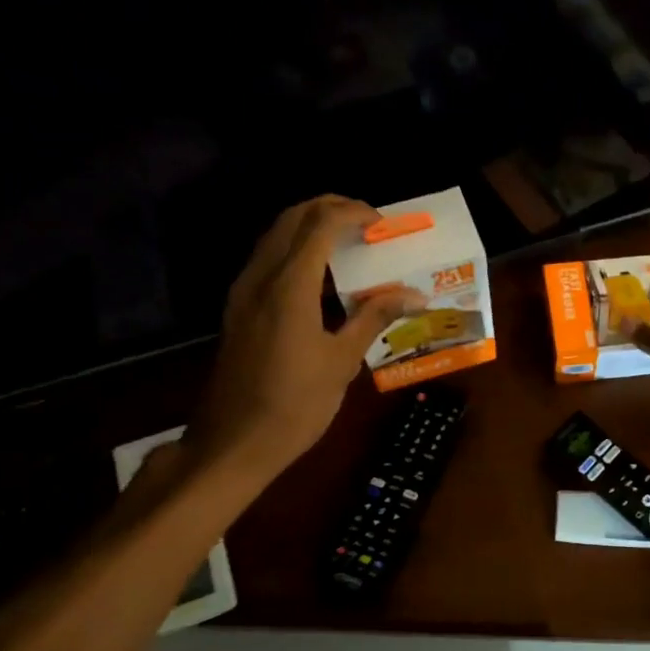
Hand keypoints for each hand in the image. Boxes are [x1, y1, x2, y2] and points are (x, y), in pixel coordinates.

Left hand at [185, 196, 421, 488]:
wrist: (235, 441)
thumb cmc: (295, 404)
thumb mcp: (342, 361)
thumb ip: (374, 318)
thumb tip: (414, 295)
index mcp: (289, 287)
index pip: (319, 225)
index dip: (351, 213)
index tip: (381, 222)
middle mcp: (260, 278)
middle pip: (291, 219)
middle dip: (328, 209)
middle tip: (365, 222)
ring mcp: (244, 292)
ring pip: (275, 237)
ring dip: (310, 227)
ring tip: (348, 243)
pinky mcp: (239, 308)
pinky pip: (268, 260)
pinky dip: (296, 251)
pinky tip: (321, 276)